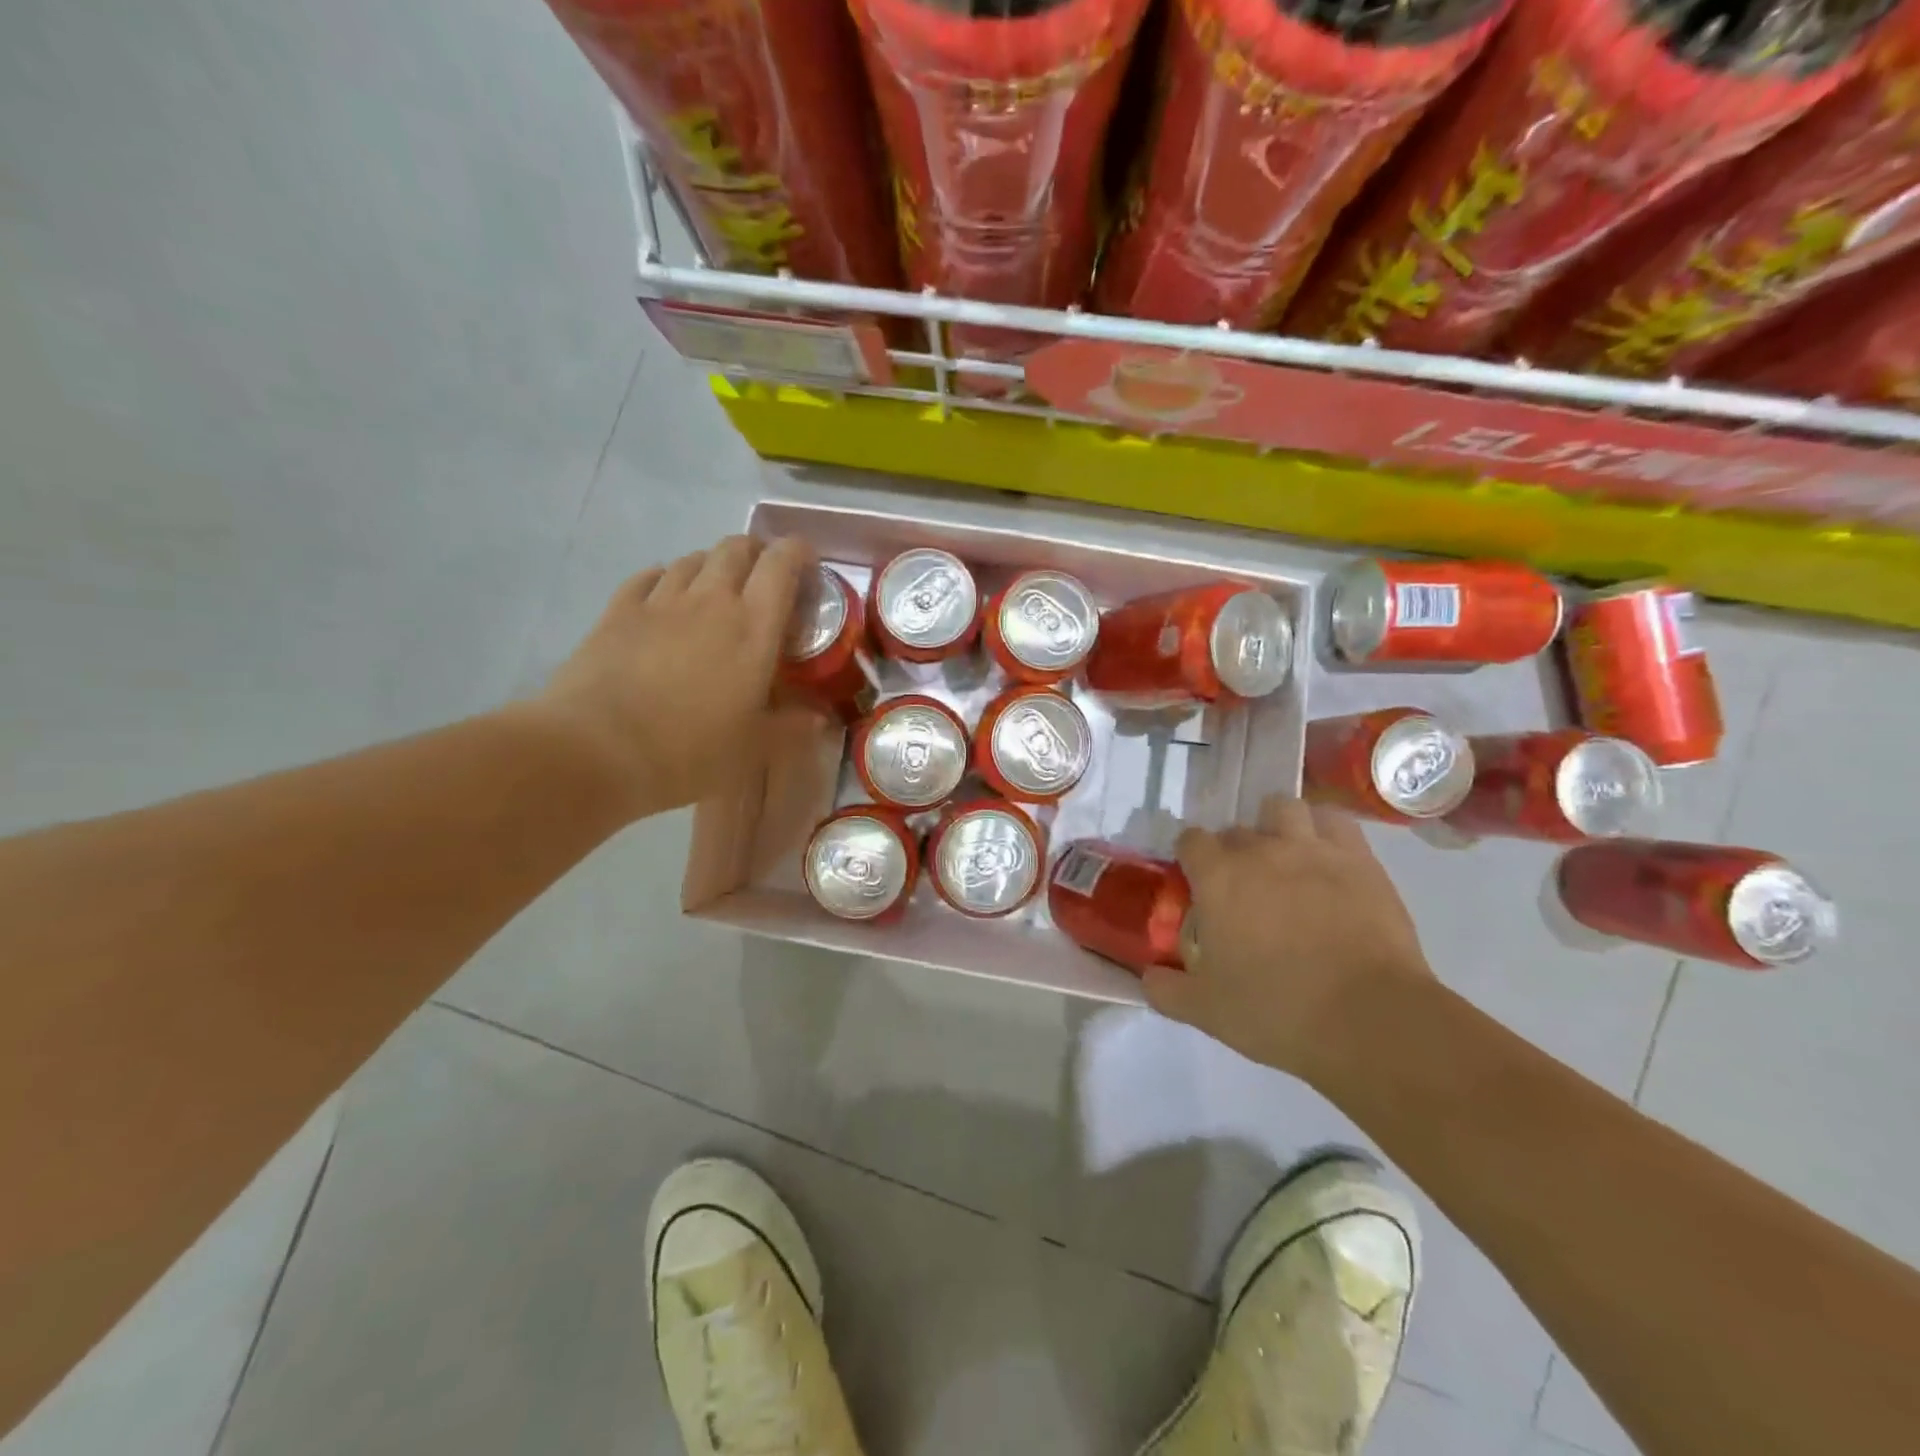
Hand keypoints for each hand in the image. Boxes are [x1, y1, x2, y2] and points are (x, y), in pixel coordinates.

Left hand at [532, 535, 816, 819]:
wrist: (595, 752)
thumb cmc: (688, 753)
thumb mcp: (752, 751)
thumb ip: (789, 727)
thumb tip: (819, 717)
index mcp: (752, 628)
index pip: (782, 565)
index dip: (799, 553)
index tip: (808, 564)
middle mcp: (710, 601)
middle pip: (736, 548)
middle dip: (756, 553)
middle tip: (764, 579)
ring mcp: (659, 602)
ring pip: (692, 559)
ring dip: (713, 566)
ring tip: (718, 591)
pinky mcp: (617, 612)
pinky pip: (648, 577)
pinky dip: (665, 579)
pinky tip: (665, 598)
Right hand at [1142, 795, 1432, 1084]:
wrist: (1368, 1020)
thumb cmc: (1276, 1011)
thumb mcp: (1205, 1011)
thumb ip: (1166, 989)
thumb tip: (1148, 977)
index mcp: (1218, 877)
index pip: (1190, 840)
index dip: (1189, 857)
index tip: (1194, 881)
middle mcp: (1260, 850)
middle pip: (1235, 830)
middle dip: (1232, 851)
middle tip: (1240, 887)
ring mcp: (1312, 850)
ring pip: (1283, 809)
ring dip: (1276, 826)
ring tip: (1283, 857)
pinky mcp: (1359, 860)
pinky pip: (1335, 821)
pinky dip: (1323, 830)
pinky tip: (1325, 856)